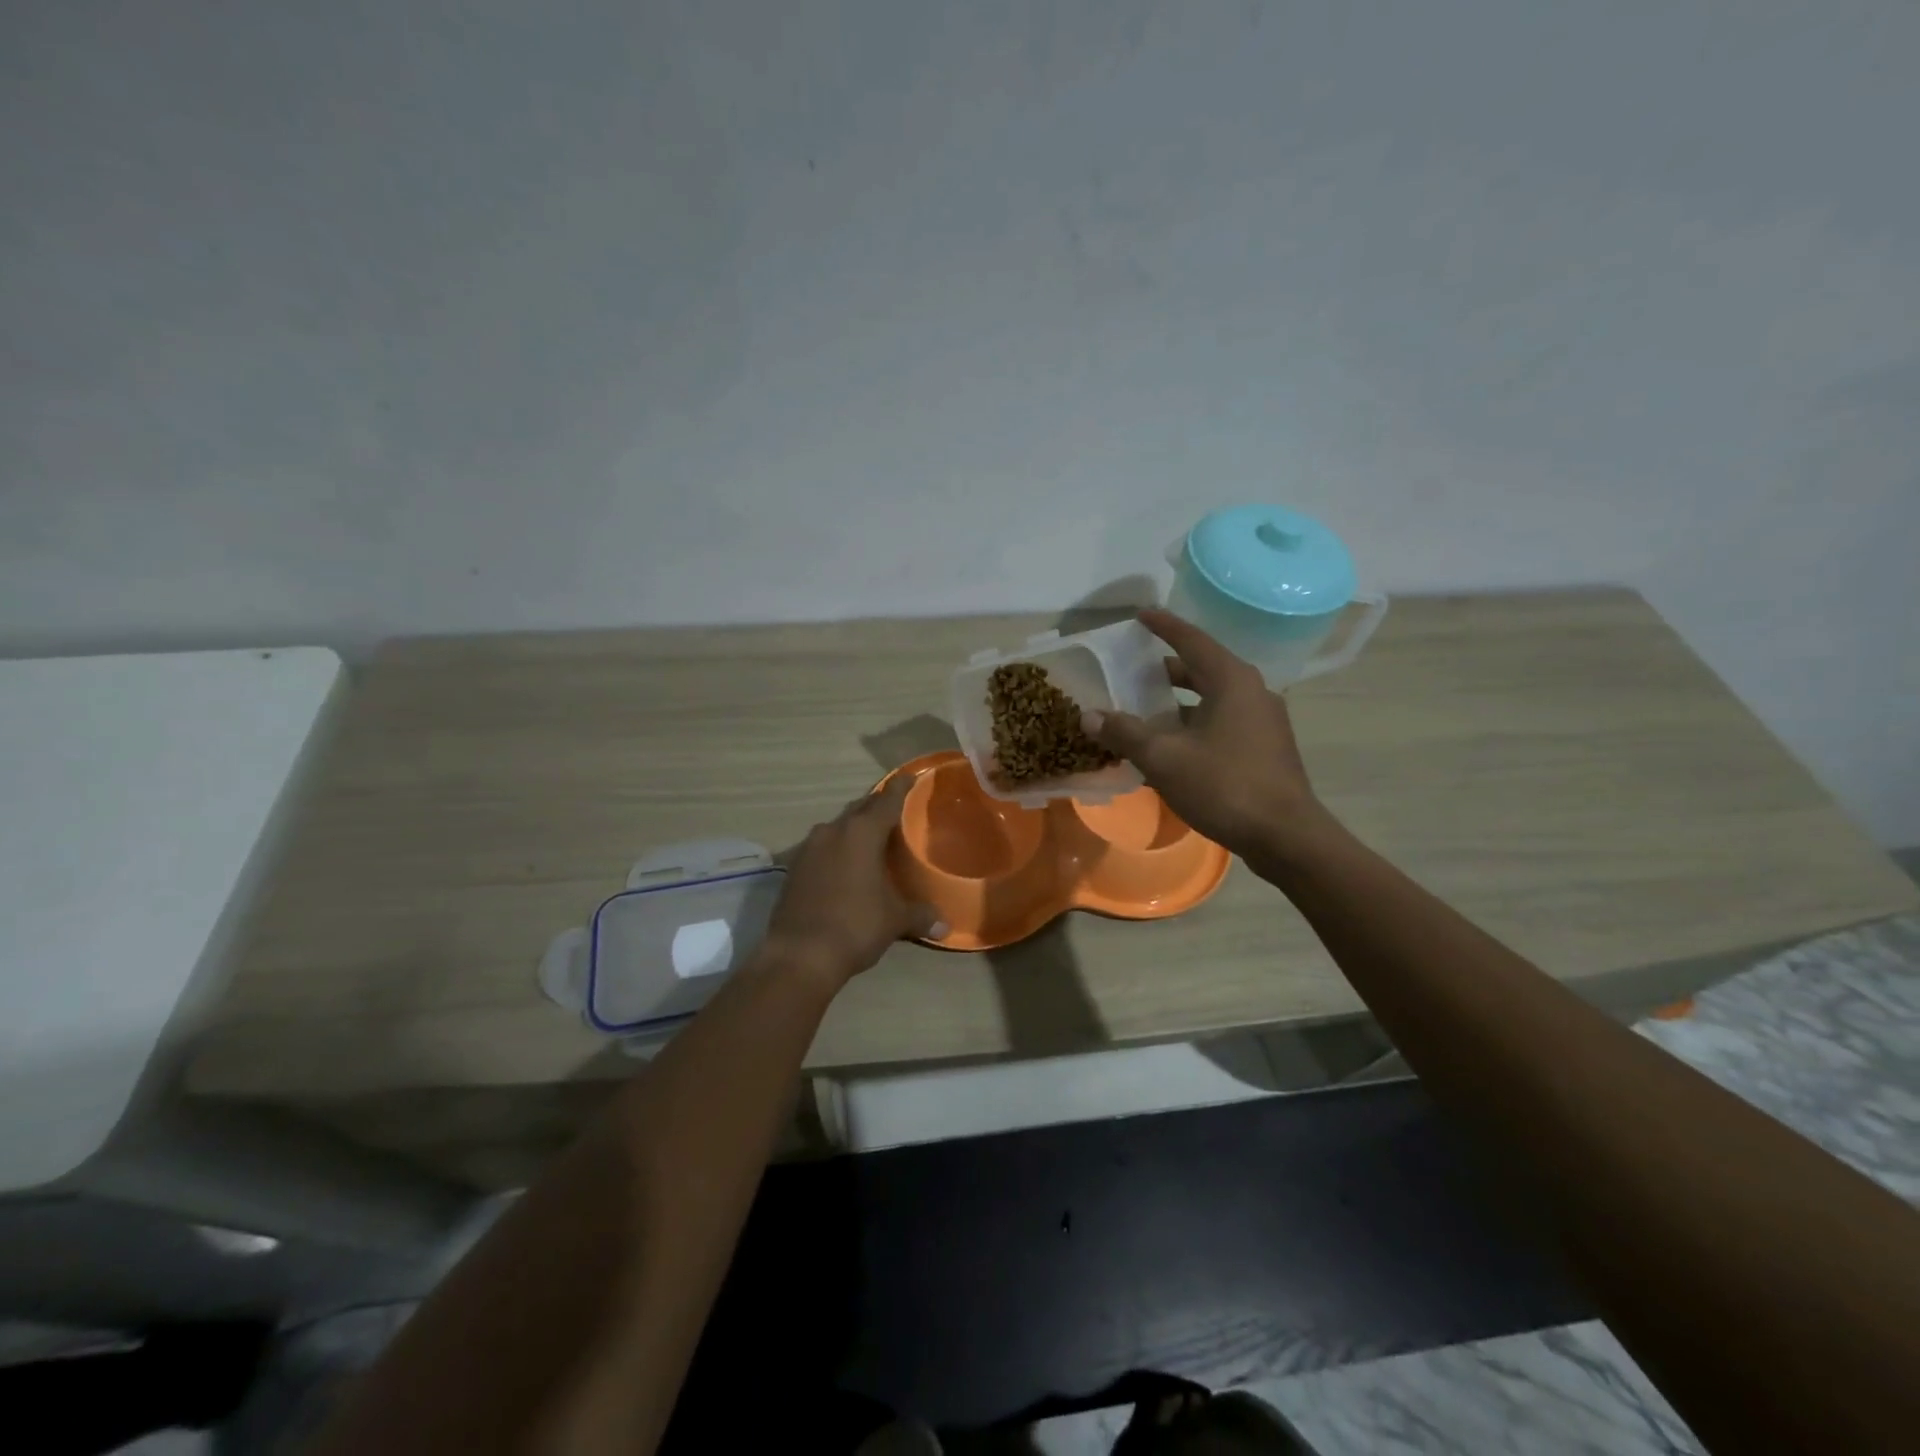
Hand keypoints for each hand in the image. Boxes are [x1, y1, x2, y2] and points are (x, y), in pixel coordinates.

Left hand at [762, 775, 942, 990]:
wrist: (800, 955)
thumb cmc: (855, 926)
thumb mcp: (895, 920)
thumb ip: (920, 915)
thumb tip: (945, 924)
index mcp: (861, 833)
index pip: (887, 801)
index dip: (901, 788)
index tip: (910, 776)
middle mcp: (833, 831)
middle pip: (860, 809)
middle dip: (877, 806)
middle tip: (895, 808)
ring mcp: (809, 848)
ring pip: (838, 827)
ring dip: (854, 828)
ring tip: (872, 837)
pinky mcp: (794, 868)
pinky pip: (822, 848)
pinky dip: (837, 849)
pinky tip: (846, 864)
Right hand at [1081, 608, 1330, 863]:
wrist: (1285, 836)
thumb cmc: (1225, 786)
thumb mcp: (1165, 758)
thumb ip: (1125, 733)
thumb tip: (1089, 716)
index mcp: (1231, 680)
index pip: (1191, 640)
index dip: (1163, 626)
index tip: (1140, 614)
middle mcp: (1252, 691)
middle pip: (1202, 668)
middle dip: (1166, 669)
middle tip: (1132, 671)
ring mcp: (1263, 720)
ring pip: (1212, 698)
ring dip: (1178, 702)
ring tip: (1144, 710)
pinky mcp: (1265, 747)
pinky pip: (1222, 722)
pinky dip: (1194, 723)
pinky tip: (1172, 745)